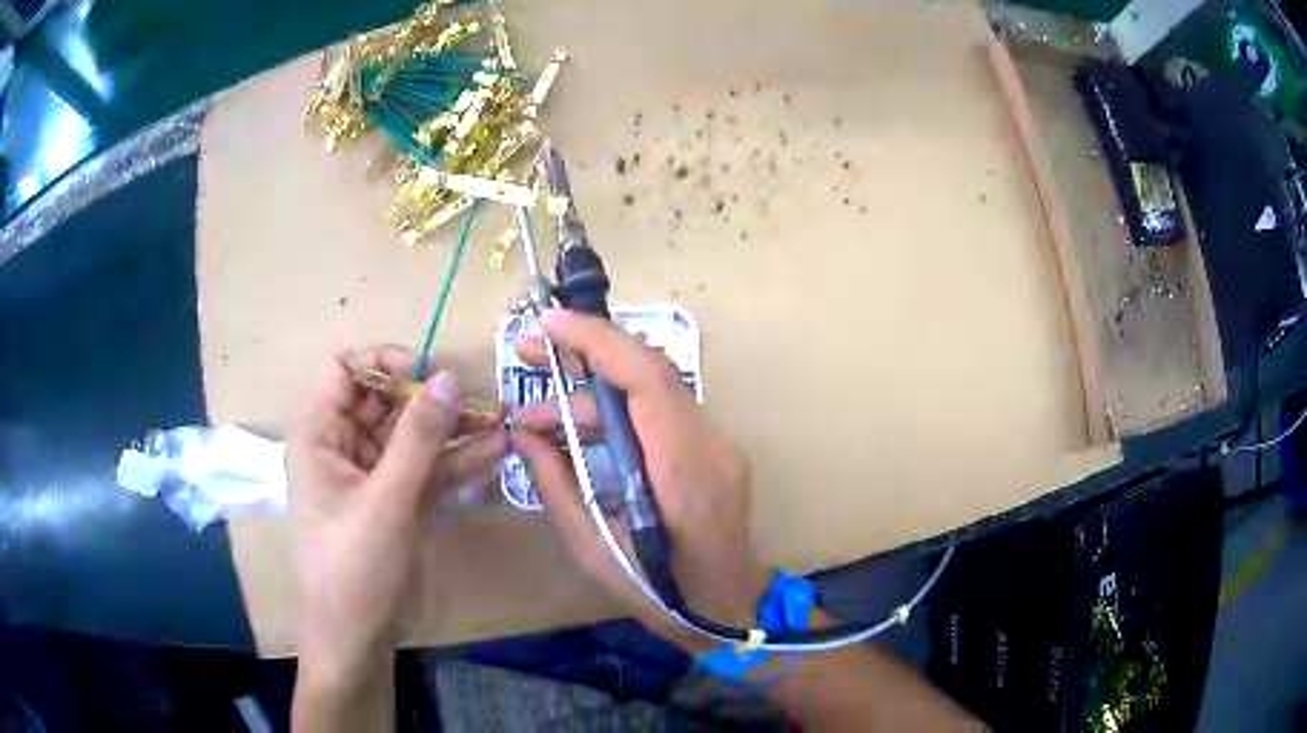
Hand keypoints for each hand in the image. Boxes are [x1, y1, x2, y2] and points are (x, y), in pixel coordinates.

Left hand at [287, 345, 507, 682]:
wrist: (361, 635)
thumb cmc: (354, 564)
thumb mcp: (385, 500)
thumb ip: (418, 438)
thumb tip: (449, 377)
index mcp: (322, 435)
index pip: (346, 372)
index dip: (384, 362)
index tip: (428, 373)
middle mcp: (347, 447)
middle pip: (387, 401)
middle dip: (430, 397)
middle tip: (476, 401)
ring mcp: (378, 475)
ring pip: (416, 436)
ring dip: (455, 429)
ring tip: (502, 421)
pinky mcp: (404, 501)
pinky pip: (432, 469)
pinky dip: (461, 460)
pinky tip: (498, 452)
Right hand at [511, 310, 770, 651]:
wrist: (727, 609)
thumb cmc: (660, 592)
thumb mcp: (593, 547)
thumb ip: (556, 484)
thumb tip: (523, 434)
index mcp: (684, 472)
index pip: (646, 380)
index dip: (597, 342)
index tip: (548, 324)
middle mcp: (710, 445)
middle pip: (650, 373)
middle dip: (586, 354)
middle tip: (529, 353)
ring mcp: (718, 444)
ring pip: (652, 392)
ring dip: (593, 395)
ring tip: (537, 420)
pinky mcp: (713, 450)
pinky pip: (660, 413)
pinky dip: (616, 413)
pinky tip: (578, 431)